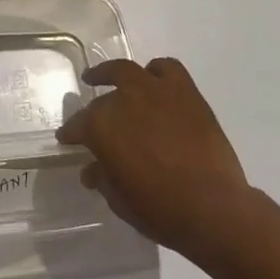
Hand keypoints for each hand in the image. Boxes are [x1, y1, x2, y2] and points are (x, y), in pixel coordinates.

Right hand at [56, 57, 252, 259]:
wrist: (212, 207)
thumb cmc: (159, 210)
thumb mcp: (119, 200)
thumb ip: (102, 178)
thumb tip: (91, 170)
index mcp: (101, 126)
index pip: (78, 126)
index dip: (71, 134)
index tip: (66, 139)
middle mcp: (123, 99)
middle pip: (102, 100)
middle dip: (94, 110)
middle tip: (92, 118)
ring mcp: (155, 90)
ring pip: (127, 71)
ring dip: (115, 75)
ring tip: (111, 79)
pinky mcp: (185, 91)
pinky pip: (167, 69)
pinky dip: (157, 72)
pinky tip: (154, 81)